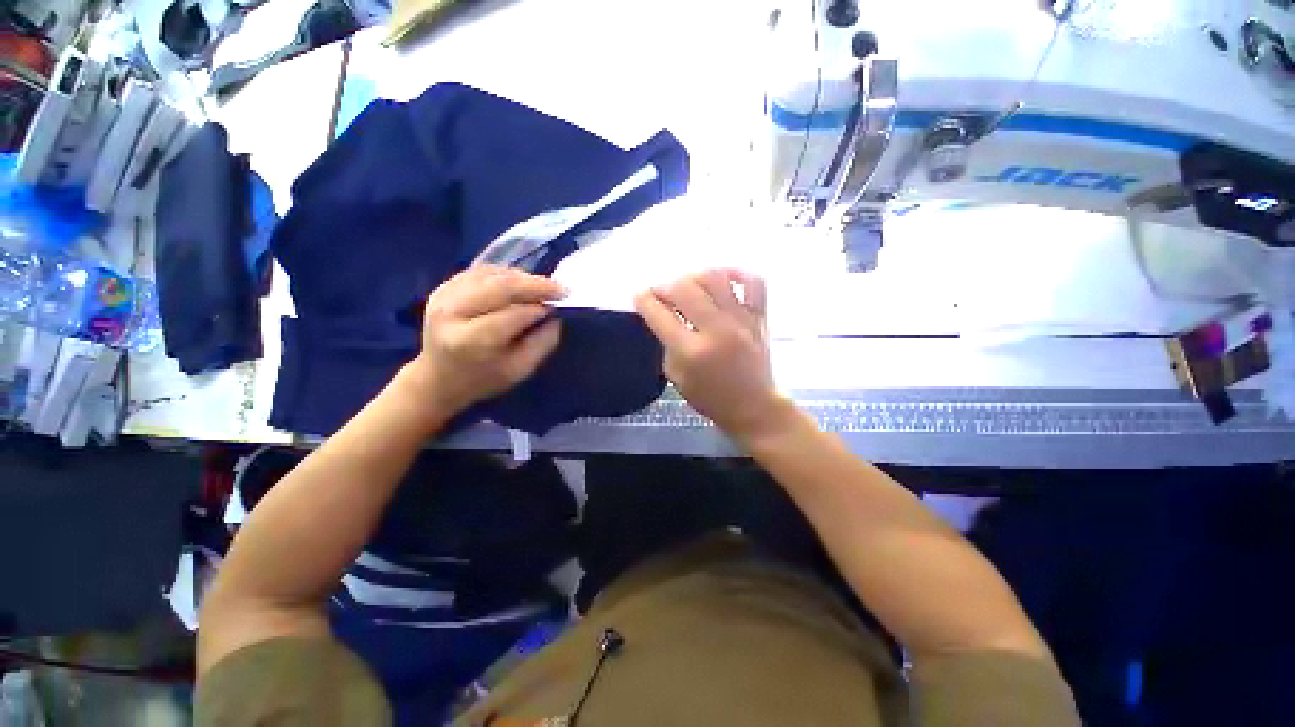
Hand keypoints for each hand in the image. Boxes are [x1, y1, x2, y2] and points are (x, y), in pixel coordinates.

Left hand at [407, 266, 565, 413]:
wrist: (437, 378)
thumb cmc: (484, 379)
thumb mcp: (520, 370)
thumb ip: (542, 342)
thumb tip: (555, 314)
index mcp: (471, 340)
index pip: (513, 313)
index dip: (540, 306)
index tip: (561, 305)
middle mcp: (452, 313)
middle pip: (500, 287)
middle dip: (535, 285)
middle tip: (560, 289)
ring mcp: (443, 297)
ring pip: (491, 275)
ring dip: (522, 277)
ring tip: (542, 287)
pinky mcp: (442, 288)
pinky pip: (480, 272)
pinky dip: (505, 274)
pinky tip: (520, 283)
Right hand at [635, 269, 791, 441]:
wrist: (753, 407)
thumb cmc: (710, 398)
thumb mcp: (676, 376)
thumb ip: (667, 342)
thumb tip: (663, 313)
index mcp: (691, 352)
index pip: (659, 314)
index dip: (643, 300)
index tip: (640, 296)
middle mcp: (716, 331)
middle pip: (684, 289)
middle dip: (665, 286)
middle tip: (661, 293)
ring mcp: (741, 321)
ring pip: (715, 278)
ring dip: (694, 277)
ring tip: (688, 286)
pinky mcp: (759, 318)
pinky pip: (754, 283)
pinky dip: (737, 273)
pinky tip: (723, 278)